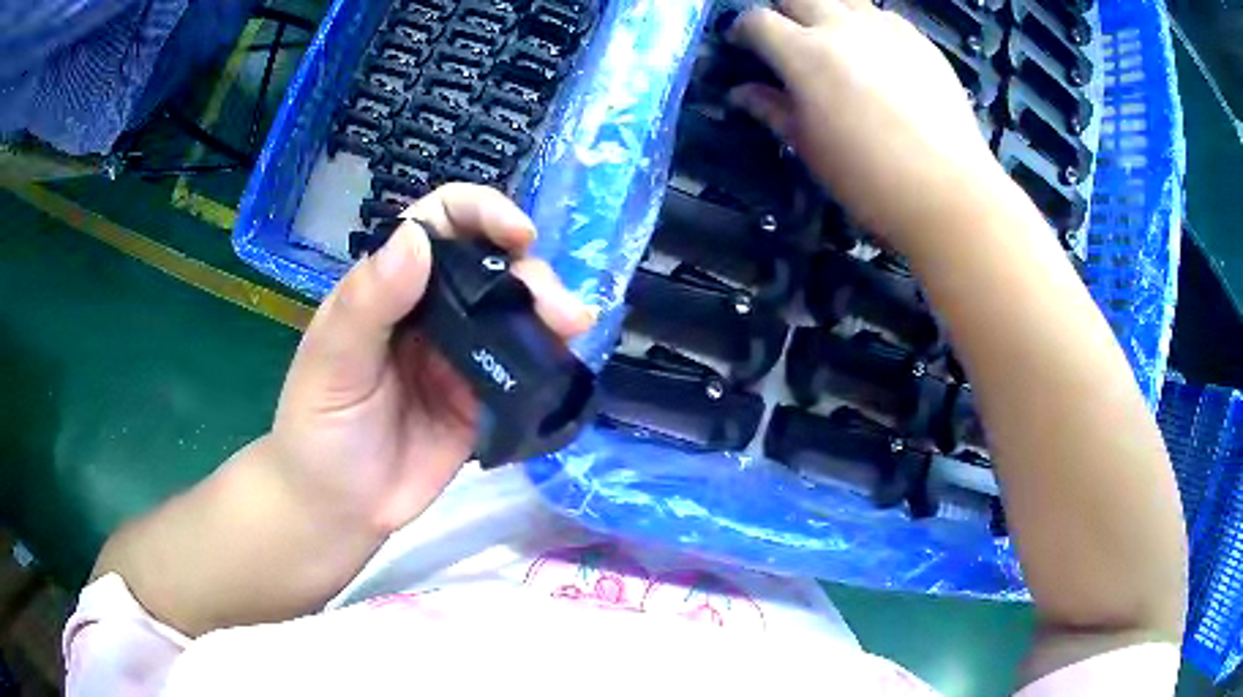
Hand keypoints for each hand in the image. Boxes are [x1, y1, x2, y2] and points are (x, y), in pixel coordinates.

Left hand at [270, 184, 593, 535]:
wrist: (341, 507)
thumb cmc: (318, 429)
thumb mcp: (330, 363)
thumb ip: (368, 302)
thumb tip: (417, 237)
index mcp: (388, 285)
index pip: (437, 223)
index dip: (480, 213)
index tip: (518, 233)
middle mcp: (429, 309)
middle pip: (490, 263)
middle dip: (530, 271)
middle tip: (557, 308)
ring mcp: (460, 354)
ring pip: (514, 310)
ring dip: (550, 309)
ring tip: (574, 327)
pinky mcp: (483, 397)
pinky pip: (524, 365)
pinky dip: (551, 355)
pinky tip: (568, 358)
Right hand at [727, 0, 1006, 242]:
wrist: (948, 190)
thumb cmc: (869, 178)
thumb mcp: (810, 147)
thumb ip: (773, 109)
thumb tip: (742, 93)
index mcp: (803, 53)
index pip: (756, 21)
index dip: (743, 30)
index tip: (744, 46)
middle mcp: (841, 26)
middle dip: (785, 12)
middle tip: (790, 41)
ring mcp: (884, 28)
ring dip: (829, 11)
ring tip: (836, 41)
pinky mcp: (919, 40)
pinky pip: (883, 16)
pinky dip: (870, 25)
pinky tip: (878, 54)